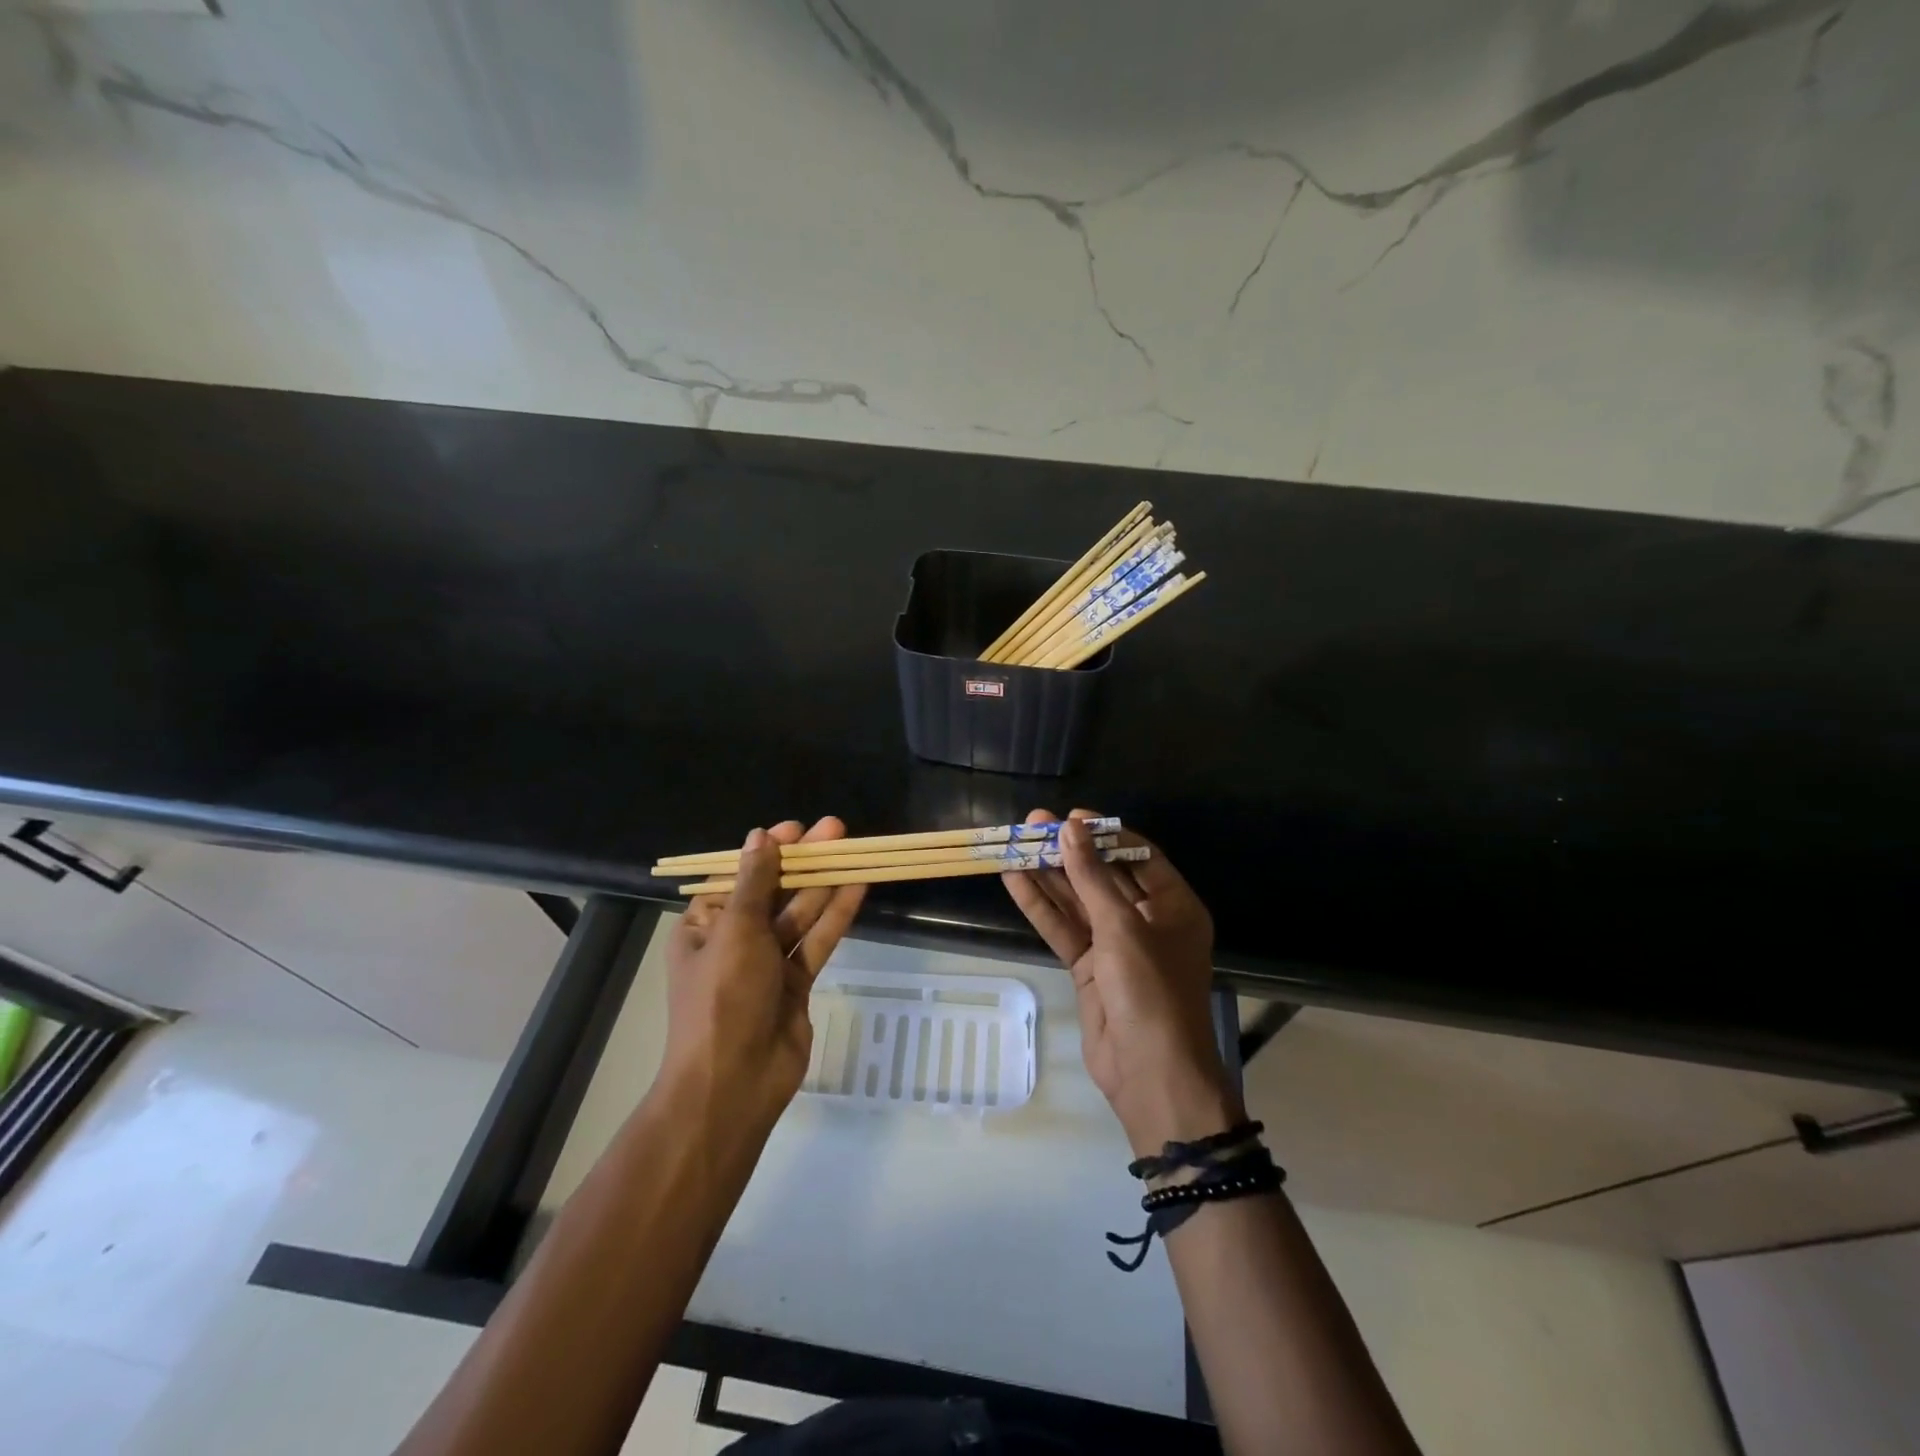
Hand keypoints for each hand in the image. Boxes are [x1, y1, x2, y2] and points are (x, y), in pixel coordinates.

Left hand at [663, 817, 866, 1126]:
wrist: (735, 1082)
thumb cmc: (724, 998)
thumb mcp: (735, 931)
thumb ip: (755, 882)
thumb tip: (760, 836)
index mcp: (704, 926)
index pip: (739, 877)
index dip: (767, 851)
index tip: (796, 828)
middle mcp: (734, 941)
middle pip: (773, 891)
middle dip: (803, 861)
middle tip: (836, 829)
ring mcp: (766, 964)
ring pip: (799, 914)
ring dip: (824, 883)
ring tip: (853, 850)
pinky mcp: (795, 984)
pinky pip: (816, 942)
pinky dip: (835, 916)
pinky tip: (858, 888)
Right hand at [1002, 809, 1240, 1155]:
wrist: (1150, 1074)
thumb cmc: (1152, 991)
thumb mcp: (1123, 927)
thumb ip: (1092, 877)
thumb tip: (1069, 828)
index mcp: (1174, 906)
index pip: (1138, 856)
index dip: (1104, 833)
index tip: (1070, 816)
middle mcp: (1147, 920)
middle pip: (1102, 876)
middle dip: (1068, 851)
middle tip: (1032, 824)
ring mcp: (1116, 945)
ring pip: (1078, 901)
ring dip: (1048, 875)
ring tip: (1014, 844)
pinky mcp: (1090, 968)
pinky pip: (1064, 929)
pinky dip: (1041, 907)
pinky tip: (1014, 881)